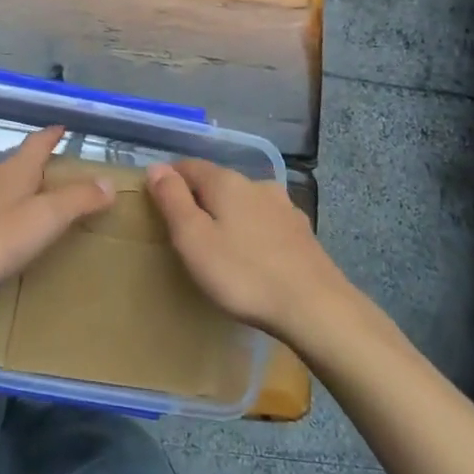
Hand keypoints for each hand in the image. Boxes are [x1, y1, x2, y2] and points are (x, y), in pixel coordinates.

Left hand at [0, 127, 113, 300]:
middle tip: (55, 179)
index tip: (63, 127)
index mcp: (13, 170)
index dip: (52, 135)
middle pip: (15, 163)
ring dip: (11, 191)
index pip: (38, 143)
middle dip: (34, 167)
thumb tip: (108, 181)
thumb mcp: (41, 221)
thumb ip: (76, 201)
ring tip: (26, 208)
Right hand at [146, 160, 355, 342]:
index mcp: (227, 182)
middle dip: (200, 199)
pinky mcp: (302, 232)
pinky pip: (266, 222)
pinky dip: (252, 232)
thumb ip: (172, 200)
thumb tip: (157, 168)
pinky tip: (253, 256)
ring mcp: (284, 207)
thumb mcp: (194, 239)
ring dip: (229, 215)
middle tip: (184, 230)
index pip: (189, 166)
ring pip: (245, 202)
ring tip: (219, 245)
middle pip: (218, 182)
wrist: (316, 307)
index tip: (157, 203)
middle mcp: (257, 184)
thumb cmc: (243, 274)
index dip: (170, 180)